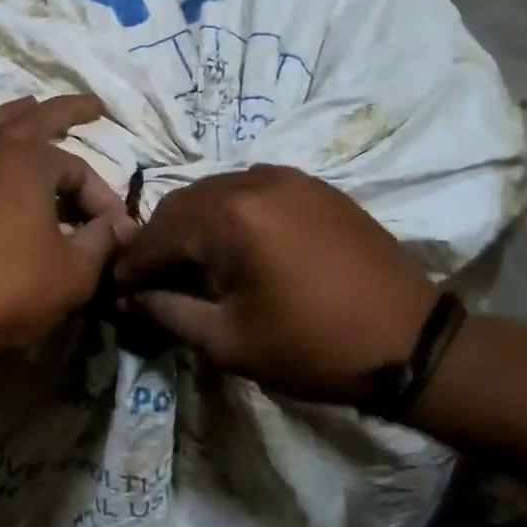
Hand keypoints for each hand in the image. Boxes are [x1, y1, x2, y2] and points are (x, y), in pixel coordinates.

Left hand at [0, 95, 135, 366]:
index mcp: (26, 160)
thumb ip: (102, 241)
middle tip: (91, 105)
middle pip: (32, 118)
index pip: (78, 168)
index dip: (103, 198)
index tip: (117, 231)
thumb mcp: (72, 272)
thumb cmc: (7, 289)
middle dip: (66, 110)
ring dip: (20, 121)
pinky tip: (0, 171)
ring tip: (33, 110)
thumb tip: (121, 226)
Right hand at [113, 164, 437, 403]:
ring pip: (215, 191)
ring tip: (188, 263)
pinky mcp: (314, 186)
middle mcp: (254, 181)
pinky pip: (251, 190)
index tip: (115, 286)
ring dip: (192, 224)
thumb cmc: (313, 348)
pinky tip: (231, 246)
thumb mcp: (228, 341)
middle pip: (182, 203)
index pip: (158, 234)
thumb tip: (131, 296)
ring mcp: (288, 178)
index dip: (132, 263)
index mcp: (230, 217)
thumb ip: (169, 311)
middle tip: (149, 277)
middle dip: (158, 240)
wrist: (410, 341)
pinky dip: (228, 214)